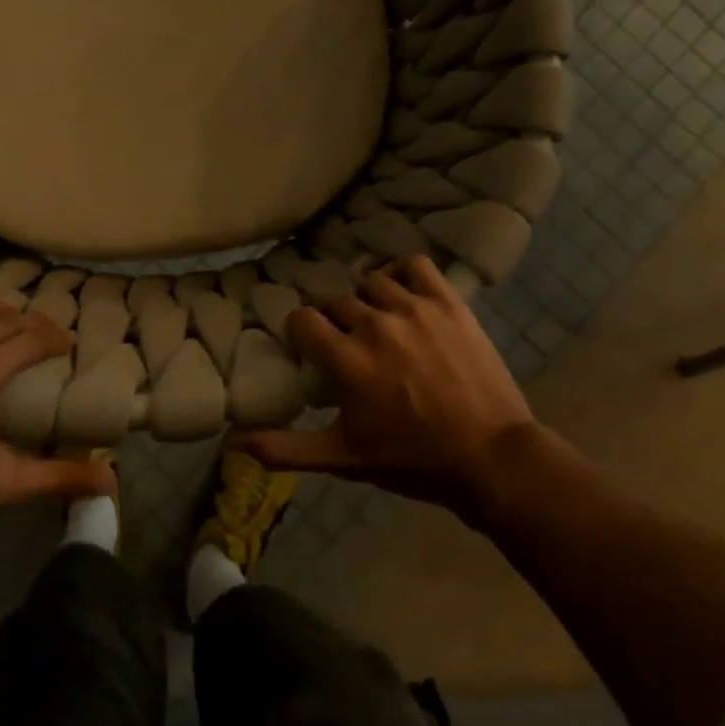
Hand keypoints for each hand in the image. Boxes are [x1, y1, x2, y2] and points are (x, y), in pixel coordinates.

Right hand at [233, 256, 537, 522]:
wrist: (491, 458)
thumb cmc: (412, 460)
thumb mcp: (344, 458)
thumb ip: (286, 448)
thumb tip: (233, 442)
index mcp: (346, 359)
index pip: (302, 319)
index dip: (301, 332)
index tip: (311, 350)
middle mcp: (374, 324)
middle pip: (334, 301)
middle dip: (333, 321)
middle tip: (348, 345)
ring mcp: (414, 309)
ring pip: (370, 282)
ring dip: (366, 299)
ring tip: (377, 322)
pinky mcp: (448, 303)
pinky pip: (414, 265)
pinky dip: (402, 272)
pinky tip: (401, 292)